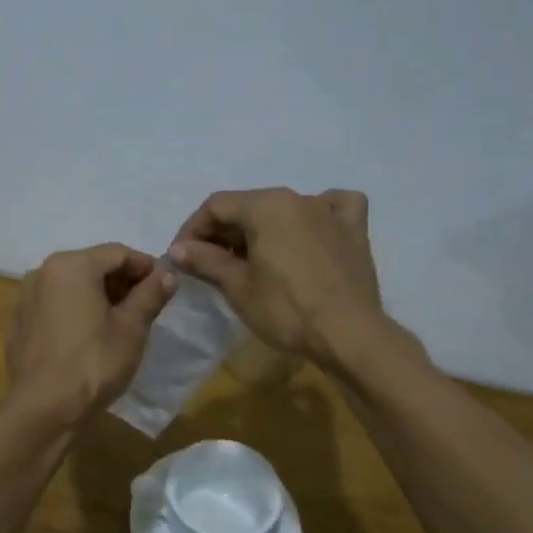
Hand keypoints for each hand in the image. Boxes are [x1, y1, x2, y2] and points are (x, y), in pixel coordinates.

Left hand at [5, 244, 176, 425]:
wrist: (44, 409)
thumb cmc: (94, 362)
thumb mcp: (132, 327)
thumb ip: (150, 294)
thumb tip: (167, 273)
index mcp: (71, 265)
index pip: (117, 253)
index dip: (145, 266)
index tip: (164, 284)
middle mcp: (42, 272)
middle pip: (92, 266)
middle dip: (121, 281)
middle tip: (146, 305)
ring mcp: (25, 298)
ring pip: (71, 286)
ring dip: (98, 296)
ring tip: (121, 322)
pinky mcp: (19, 324)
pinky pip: (54, 307)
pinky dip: (75, 312)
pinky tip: (89, 337)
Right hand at [169, 188, 381, 361]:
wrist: (349, 335)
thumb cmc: (286, 310)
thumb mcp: (237, 286)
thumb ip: (205, 260)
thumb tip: (177, 249)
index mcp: (266, 204)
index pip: (216, 206)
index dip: (192, 230)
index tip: (181, 258)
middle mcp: (298, 197)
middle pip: (249, 206)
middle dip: (223, 232)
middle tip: (209, 265)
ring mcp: (330, 212)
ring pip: (285, 209)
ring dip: (261, 229)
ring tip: (251, 259)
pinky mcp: (354, 231)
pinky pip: (333, 209)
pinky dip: (317, 216)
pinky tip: (311, 231)